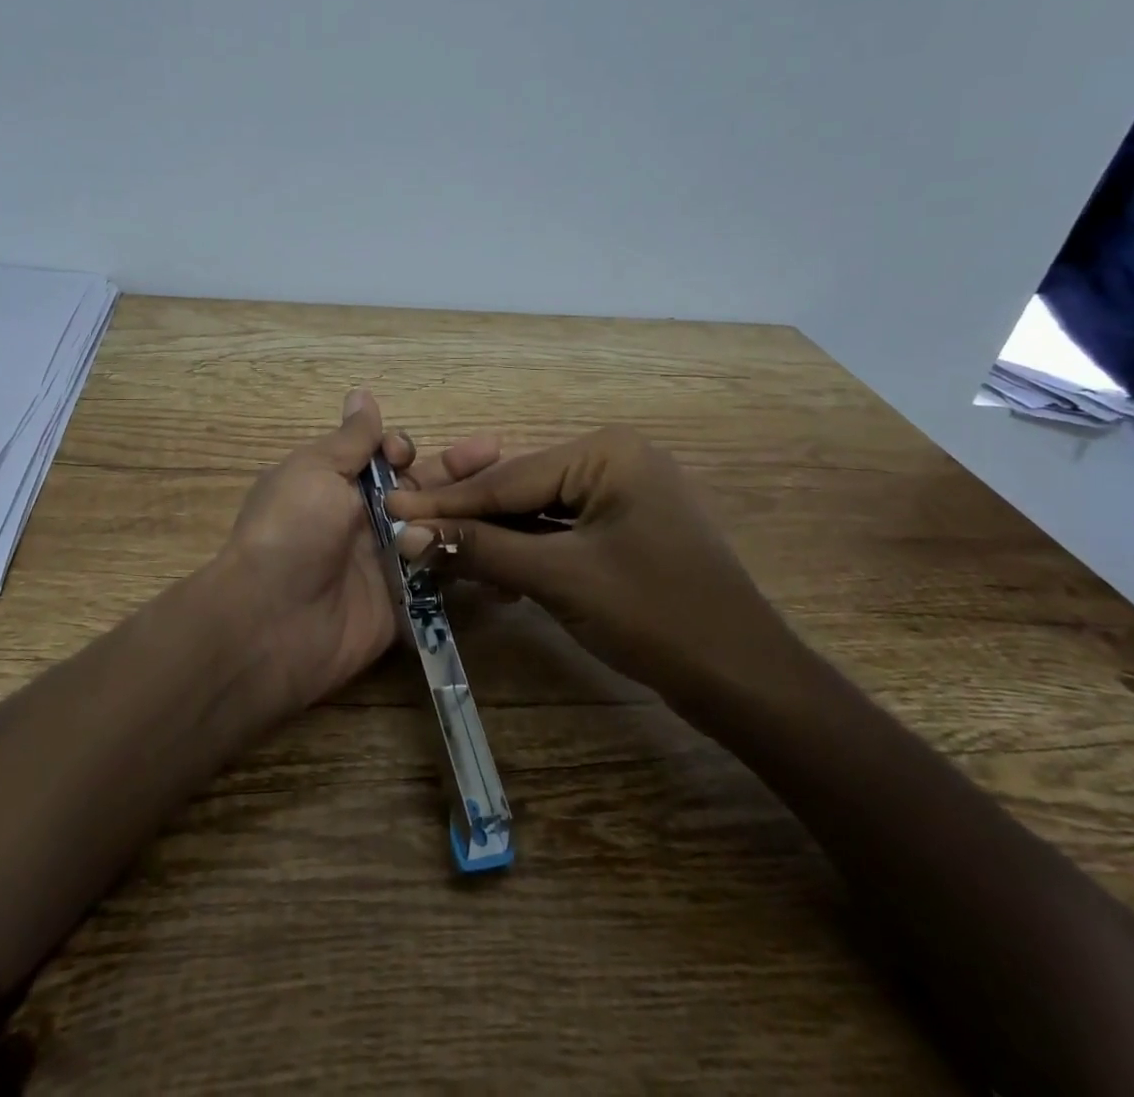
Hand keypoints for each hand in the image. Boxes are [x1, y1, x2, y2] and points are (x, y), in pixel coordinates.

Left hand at [222, 388, 500, 711]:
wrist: (272, 625)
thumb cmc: (292, 531)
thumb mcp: (315, 471)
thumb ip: (350, 440)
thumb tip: (362, 394)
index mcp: (339, 485)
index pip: (385, 458)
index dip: (402, 450)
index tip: (405, 453)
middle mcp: (366, 520)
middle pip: (421, 489)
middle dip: (456, 470)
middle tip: (499, 451)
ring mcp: (388, 563)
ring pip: (438, 529)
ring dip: (469, 512)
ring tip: (513, 497)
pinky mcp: (405, 603)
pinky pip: (443, 577)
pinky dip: (470, 561)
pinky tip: (509, 547)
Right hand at [384, 427, 805, 712]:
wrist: (743, 679)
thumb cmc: (652, 615)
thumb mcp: (558, 577)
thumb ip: (481, 549)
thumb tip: (406, 533)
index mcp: (606, 453)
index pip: (508, 478)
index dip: (446, 500)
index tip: (390, 507)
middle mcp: (614, 461)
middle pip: (521, 489)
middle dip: (467, 516)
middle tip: (405, 527)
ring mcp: (623, 495)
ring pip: (538, 513)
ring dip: (492, 538)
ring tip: (435, 550)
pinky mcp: (625, 530)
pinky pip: (561, 532)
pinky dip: (525, 552)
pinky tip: (489, 571)